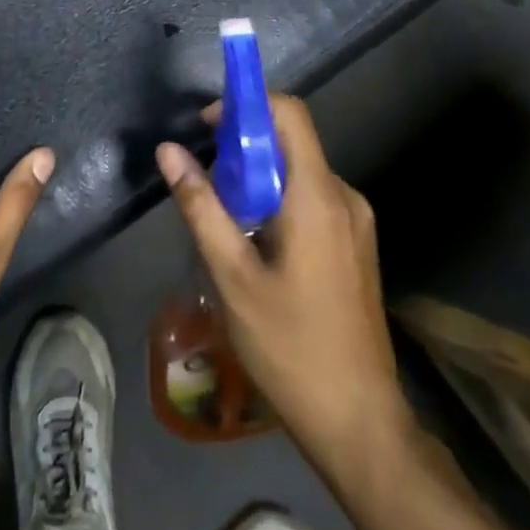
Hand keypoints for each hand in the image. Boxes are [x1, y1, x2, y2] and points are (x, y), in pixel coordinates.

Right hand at [156, 96, 413, 470]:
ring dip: (257, 178)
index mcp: (318, 196)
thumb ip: (200, 206)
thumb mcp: (232, 276)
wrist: (361, 424)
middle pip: (291, 141)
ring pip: (298, 172)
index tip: (207, 126)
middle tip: (204, 180)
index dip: (246, 104)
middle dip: (243, 147)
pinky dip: (276, 200)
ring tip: (222, 218)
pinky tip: (252, 243)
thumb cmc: (291, 347)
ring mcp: (356, 222)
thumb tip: (168, 150)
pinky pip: (311, 199)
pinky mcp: (355, 245)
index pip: (289, 113)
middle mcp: (344, 197)